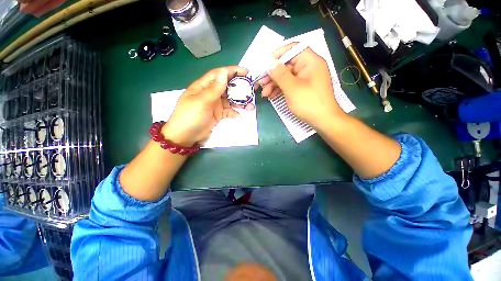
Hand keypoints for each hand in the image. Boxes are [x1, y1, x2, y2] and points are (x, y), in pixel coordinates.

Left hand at [162, 66, 248, 146]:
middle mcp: (211, 93)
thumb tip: (224, 73)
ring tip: (251, 106)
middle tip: (252, 89)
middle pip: (228, 87)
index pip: (219, 74)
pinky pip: (229, 111)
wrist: (185, 136)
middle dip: (240, 87)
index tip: (246, 72)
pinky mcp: (218, 114)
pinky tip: (240, 117)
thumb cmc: (191, 116)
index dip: (233, 71)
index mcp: (204, 86)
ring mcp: (215, 104)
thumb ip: (214, 89)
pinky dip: (235, 113)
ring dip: (240, 102)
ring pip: (230, 100)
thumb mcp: (202, 101)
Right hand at [259, 43, 344, 127]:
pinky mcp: (302, 89)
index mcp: (310, 61)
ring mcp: (305, 79)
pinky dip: (280, 89)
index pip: (293, 48)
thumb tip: (269, 62)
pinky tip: (271, 96)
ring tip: (264, 93)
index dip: (278, 54)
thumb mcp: (292, 88)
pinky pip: (289, 85)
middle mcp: (308, 67)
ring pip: (286, 77)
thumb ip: (280, 74)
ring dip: (274, 84)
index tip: (266, 64)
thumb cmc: (309, 103)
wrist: (323, 121)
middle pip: (287, 65)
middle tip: (261, 82)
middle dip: (273, 74)